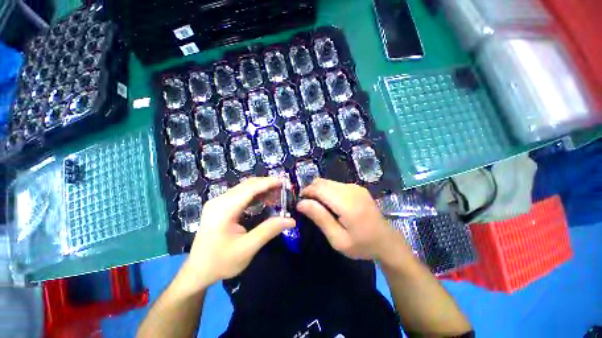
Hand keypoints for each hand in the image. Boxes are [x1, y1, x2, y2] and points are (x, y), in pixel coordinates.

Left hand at [182, 177, 294, 290]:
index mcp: (224, 209)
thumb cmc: (221, 262)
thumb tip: (291, 220)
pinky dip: (255, 194)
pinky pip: (240, 194)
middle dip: (267, 184)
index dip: (268, 183)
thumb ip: (269, 230)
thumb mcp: (247, 248)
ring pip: (244, 188)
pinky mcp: (220, 206)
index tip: (285, 181)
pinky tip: (264, 199)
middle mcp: (219, 200)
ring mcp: (218, 202)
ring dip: (262, 188)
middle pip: (247, 185)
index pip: (250, 189)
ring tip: (277, 193)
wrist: (197, 272)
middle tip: (284, 188)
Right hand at [297, 179, 407, 261]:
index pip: (319, 188)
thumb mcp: (337, 239)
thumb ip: (320, 218)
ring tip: (319, 207)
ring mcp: (355, 187)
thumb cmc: (361, 245)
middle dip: (311, 191)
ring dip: (319, 191)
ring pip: (328, 182)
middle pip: (322, 182)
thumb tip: (301, 203)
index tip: (300, 203)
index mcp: (347, 203)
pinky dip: (328, 191)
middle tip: (309, 207)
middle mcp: (351, 190)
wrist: (386, 241)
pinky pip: (335, 185)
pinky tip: (331, 204)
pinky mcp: (357, 187)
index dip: (306, 192)